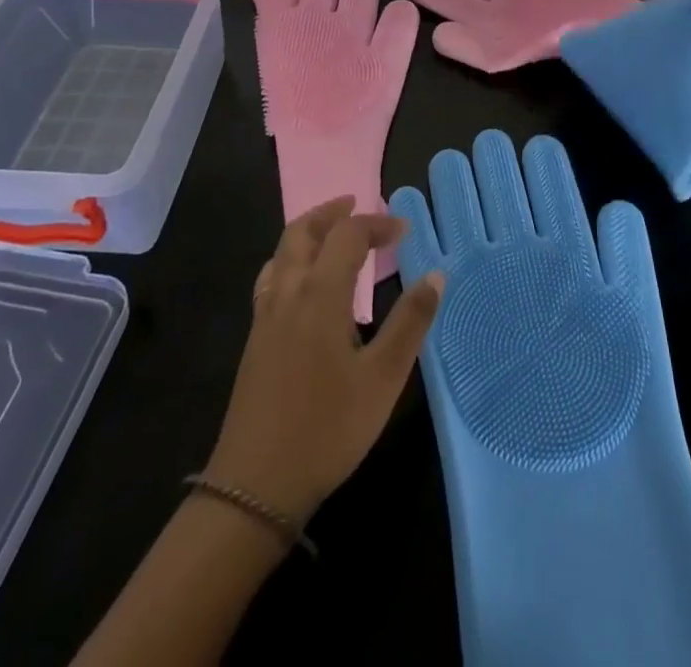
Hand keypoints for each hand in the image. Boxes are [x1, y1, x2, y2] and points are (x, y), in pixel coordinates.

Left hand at [205, 198, 444, 523]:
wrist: (254, 485)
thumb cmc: (327, 429)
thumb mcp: (382, 379)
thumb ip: (410, 323)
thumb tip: (436, 274)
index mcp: (319, 294)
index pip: (347, 236)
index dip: (376, 224)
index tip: (403, 230)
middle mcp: (288, 293)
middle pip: (302, 232)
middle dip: (331, 212)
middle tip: (356, 204)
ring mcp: (265, 316)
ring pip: (281, 253)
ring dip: (308, 232)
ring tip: (332, 235)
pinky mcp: (255, 340)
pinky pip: (272, 278)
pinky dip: (291, 260)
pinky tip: (304, 284)